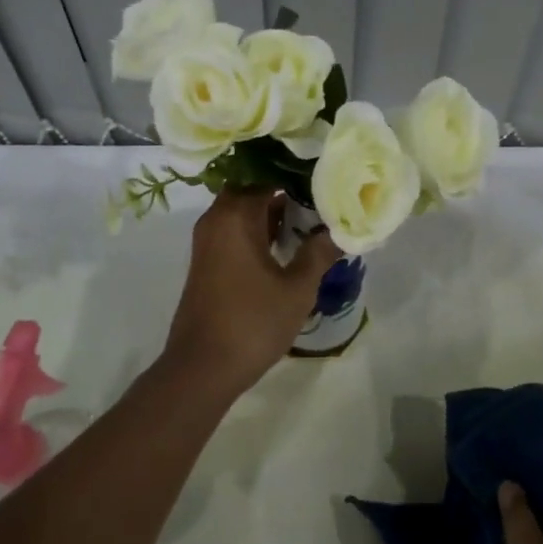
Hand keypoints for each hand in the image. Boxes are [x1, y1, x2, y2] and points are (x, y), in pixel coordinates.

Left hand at [159, 189, 341, 396]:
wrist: (201, 369)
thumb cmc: (252, 323)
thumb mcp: (296, 289)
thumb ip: (319, 253)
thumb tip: (341, 230)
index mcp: (235, 215)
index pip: (268, 175)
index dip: (298, 174)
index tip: (327, 177)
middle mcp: (217, 219)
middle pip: (255, 190)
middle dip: (288, 192)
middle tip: (325, 197)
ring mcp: (209, 241)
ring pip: (245, 212)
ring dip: (275, 214)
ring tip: (315, 219)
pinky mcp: (209, 262)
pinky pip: (237, 232)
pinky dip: (261, 232)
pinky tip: (290, 245)